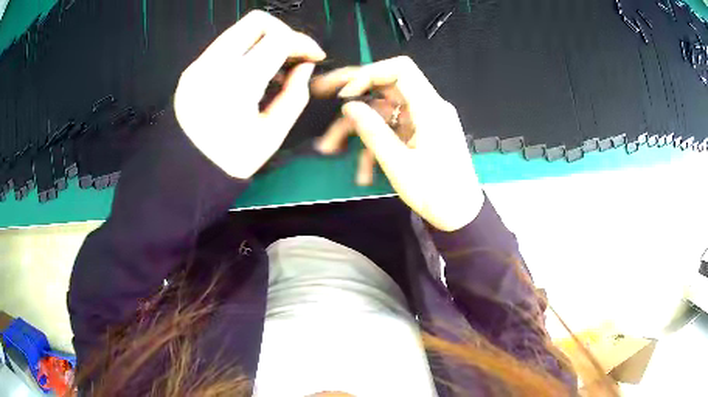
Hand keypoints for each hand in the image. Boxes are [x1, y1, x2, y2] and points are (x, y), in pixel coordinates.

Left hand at [174, 11, 325, 178]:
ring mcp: (198, 65)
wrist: (185, 174)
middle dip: (283, 32)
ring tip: (273, 67)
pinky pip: (224, 46)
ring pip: (238, 30)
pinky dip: (244, 50)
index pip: (279, 39)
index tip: (314, 56)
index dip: (304, 43)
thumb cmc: (230, 160)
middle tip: (293, 55)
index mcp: (237, 83)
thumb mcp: (272, 134)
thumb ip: (295, 95)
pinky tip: (250, 73)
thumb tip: (304, 66)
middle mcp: (213, 65)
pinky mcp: (191, 70)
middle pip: (256, 22)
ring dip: (263, 40)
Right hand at [311, 57, 483, 231]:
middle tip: (321, 91)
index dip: (370, 74)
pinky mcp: (420, 135)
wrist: (461, 215)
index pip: (400, 70)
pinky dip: (374, 144)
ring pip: (383, 112)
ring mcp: (423, 121)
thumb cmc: (436, 193)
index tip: (346, 93)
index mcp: (430, 108)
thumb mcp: (399, 164)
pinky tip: (363, 171)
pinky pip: (392, 130)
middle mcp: (428, 108)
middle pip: (386, 87)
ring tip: (330, 148)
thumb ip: (372, 132)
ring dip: (358, 129)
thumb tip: (348, 106)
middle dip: (353, 93)